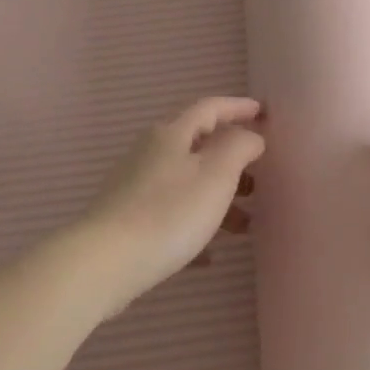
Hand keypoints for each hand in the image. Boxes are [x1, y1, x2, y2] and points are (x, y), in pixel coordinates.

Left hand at [76, 97, 264, 314]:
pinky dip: (195, 225)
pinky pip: (171, 214)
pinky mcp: (127, 219)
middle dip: (232, 161)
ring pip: (187, 183)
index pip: (210, 108)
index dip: (238, 107)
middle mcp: (150, 153)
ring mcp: (135, 187)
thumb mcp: (217, 174)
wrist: (105, 262)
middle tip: (259, 179)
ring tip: (244, 225)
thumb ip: (240, 147)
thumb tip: (250, 136)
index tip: (264, 113)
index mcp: (171, 135)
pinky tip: (209, 254)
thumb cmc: (169, 212)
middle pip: (198, 147)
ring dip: (219, 198)